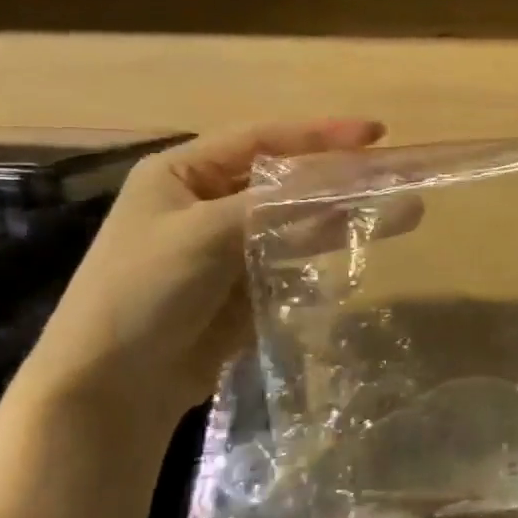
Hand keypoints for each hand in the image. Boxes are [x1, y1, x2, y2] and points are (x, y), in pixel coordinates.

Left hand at [20, 119, 386, 434]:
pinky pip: (296, 257)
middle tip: (398, 172)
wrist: (113, 384)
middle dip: (343, 176)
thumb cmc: (144, 290)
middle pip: (288, 180)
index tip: (376, 133)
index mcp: (184, 173)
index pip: (263, 140)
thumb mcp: (206, 234)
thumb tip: (346, 182)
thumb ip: (279, 205)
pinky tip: (366, 243)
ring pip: (300, 220)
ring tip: (404, 211)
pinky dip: (328, 249)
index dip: (322, 134)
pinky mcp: (248, 284)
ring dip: (347, 215)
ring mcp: (231, 245)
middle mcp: (209, 202)